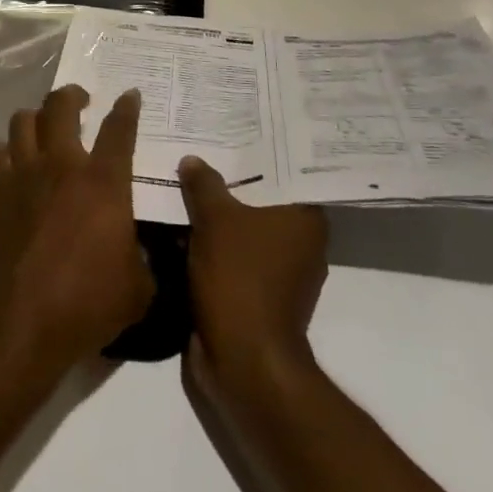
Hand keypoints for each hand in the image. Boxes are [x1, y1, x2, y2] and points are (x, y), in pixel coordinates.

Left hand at [0, 87, 153, 398]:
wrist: (17, 323)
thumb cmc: (85, 306)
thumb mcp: (137, 291)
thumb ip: (143, 261)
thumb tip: (139, 254)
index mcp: (103, 183)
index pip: (119, 130)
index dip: (126, 108)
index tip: (129, 95)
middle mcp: (61, 166)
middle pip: (61, 106)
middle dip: (72, 95)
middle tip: (80, 101)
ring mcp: (21, 174)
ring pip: (23, 121)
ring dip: (36, 119)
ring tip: (44, 129)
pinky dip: (4, 152)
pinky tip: (11, 165)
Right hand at [178, 156, 328, 387]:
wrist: (243, 360)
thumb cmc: (239, 278)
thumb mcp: (214, 220)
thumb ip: (204, 184)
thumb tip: (192, 159)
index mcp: (306, 220)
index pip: (287, 173)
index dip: (260, 152)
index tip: (234, 131)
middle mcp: (302, 243)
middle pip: (264, 200)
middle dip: (234, 181)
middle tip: (204, 149)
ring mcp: (282, 273)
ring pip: (247, 229)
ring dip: (221, 214)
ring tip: (189, 182)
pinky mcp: (259, 296)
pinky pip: (235, 255)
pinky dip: (215, 243)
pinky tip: (186, 224)